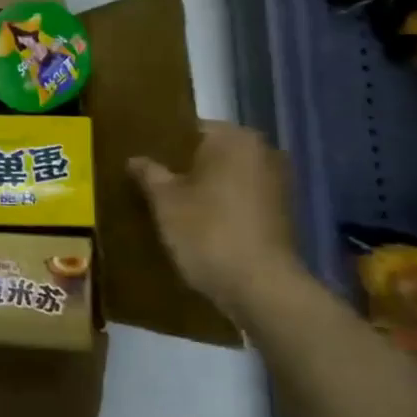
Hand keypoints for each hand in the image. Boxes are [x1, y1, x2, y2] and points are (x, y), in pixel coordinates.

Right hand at [131, 122, 304, 317]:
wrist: (261, 287)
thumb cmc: (208, 232)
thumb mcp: (165, 201)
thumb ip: (149, 174)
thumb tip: (135, 159)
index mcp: (233, 138)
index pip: (189, 129)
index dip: (162, 145)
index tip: (142, 162)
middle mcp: (262, 151)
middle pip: (210, 153)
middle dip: (183, 167)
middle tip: (149, 183)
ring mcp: (276, 183)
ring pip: (226, 177)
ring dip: (203, 188)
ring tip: (169, 205)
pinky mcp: (281, 213)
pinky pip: (241, 199)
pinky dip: (221, 206)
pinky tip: (196, 224)